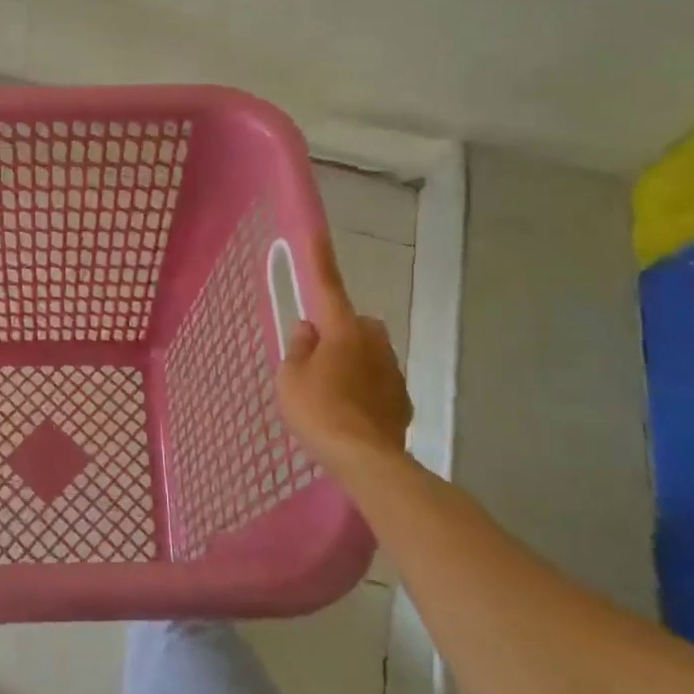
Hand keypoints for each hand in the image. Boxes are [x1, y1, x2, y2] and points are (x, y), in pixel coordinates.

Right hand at [276, 233, 412, 472]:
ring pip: (367, 354)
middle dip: (338, 333)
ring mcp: (393, 370)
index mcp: (343, 330)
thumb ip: (298, 349)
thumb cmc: (319, 411)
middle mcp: (374, 341)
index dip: (318, 260)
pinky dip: (365, 390)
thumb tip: (309, 330)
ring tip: (331, 395)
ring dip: (351, 363)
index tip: (315, 232)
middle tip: (314, 361)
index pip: (327, 287)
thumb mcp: (291, 379)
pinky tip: (351, 414)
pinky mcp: (403, 398)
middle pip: (353, 325)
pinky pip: (378, 382)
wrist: (366, 460)